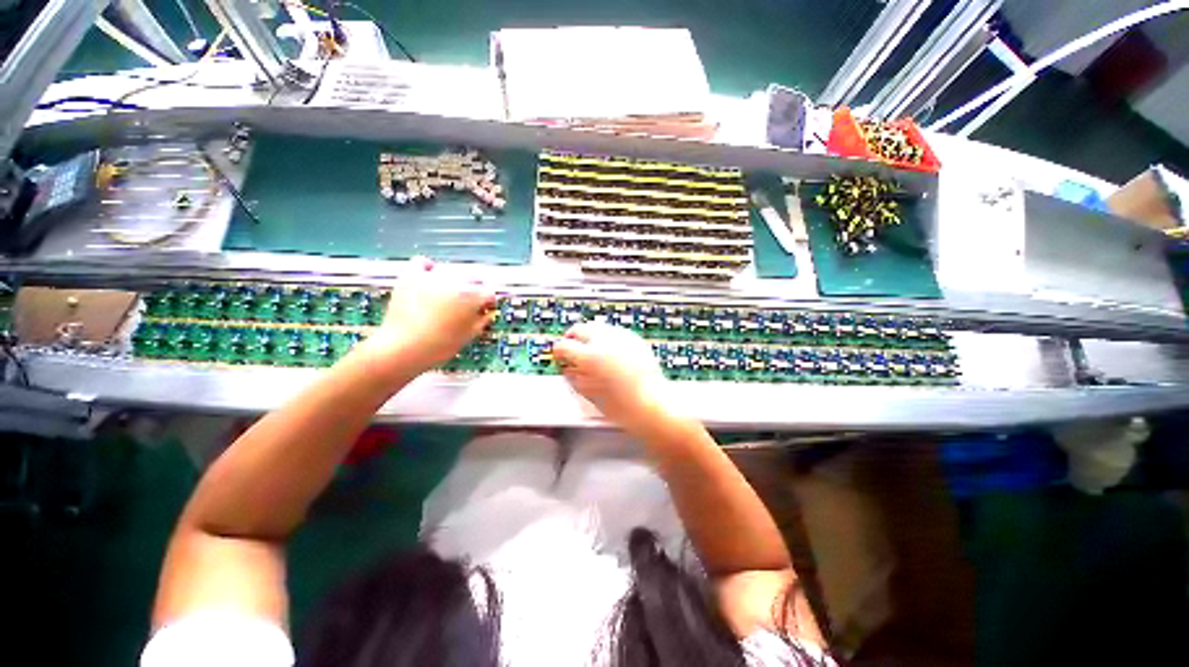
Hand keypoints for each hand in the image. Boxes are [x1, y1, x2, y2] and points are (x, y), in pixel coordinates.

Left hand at [359, 258, 495, 374]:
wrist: (402, 347)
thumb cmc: (440, 345)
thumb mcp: (469, 336)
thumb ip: (482, 320)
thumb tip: (486, 312)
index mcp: (473, 296)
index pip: (489, 293)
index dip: (488, 303)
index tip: (484, 310)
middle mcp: (456, 281)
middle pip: (473, 278)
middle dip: (474, 289)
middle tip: (467, 303)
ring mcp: (433, 276)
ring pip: (451, 270)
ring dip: (454, 280)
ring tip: (447, 294)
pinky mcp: (411, 276)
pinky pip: (423, 263)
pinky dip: (428, 268)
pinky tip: (428, 279)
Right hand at [552, 322, 672, 428]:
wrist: (652, 403)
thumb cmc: (622, 405)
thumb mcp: (589, 393)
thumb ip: (574, 376)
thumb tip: (568, 369)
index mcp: (589, 356)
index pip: (563, 346)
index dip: (558, 353)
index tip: (559, 357)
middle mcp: (604, 341)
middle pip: (578, 329)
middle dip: (572, 339)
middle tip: (572, 351)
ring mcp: (621, 337)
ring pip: (596, 327)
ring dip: (589, 337)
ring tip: (591, 351)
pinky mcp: (633, 338)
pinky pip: (613, 332)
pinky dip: (607, 339)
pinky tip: (609, 352)